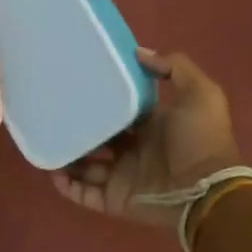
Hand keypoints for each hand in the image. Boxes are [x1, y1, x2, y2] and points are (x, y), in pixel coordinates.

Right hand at [53, 50, 241, 229]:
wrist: (206, 190)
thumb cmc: (201, 140)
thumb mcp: (200, 92)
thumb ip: (174, 67)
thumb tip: (139, 52)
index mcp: (152, 125)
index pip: (120, 109)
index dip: (102, 99)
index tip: (77, 84)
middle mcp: (134, 150)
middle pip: (98, 137)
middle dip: (78, 127)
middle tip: (53, 112)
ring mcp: (123, 176)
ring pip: (85, 165)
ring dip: (67, 156)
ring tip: (45, 142)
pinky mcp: (114, 200)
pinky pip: (84, 193)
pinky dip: (66, 185)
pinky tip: (52, 171)